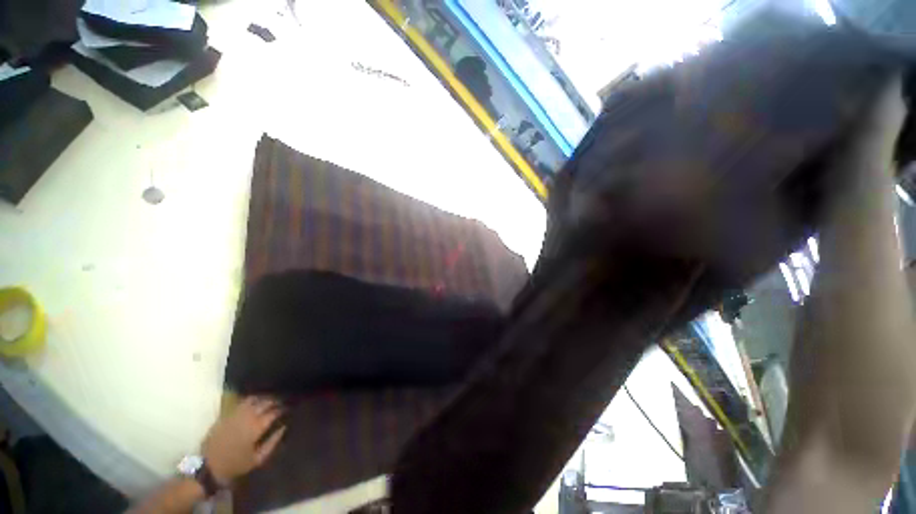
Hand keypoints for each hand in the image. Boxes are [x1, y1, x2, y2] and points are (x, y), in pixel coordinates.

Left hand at [201, 396, 285, 484]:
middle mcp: (248, 416)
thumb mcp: (258, 459)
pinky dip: (251, 399)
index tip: (289, 408)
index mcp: (256, 427)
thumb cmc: (236, 464)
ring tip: (270, 398)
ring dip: (264, 397)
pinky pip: (242, 402)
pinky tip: (255, 401)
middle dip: (276, 400)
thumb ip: (273, 442)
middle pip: (265, 402)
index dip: (283, 408)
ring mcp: (236, 414)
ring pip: (254, 399)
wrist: (209, 466)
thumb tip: (284, 427)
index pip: (274, 412)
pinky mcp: (227, 414)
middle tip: (282, 401)